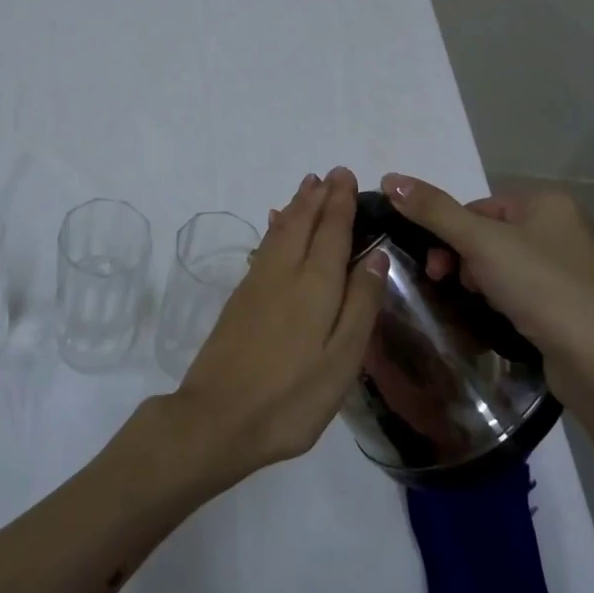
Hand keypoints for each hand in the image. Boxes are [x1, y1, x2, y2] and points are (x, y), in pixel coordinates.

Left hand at [168, 167, 389, 483]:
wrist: (217, 418)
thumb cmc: (291, 397)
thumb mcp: (342, 360)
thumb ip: (361, 305)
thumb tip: (376, 254)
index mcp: (316, 285)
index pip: (332, 231)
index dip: (341, 203)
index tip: (347, 176)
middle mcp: (284, 273)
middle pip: (303, 223)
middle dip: (318, 197)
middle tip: (331, 174)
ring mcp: (257, 284)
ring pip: (280, 231)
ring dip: (296, 206)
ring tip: (307, 187)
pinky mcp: (240, 299)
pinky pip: (264, 247)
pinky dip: (275, 228)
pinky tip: (275, 226)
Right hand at [379, 174, 593, 407]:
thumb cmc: (539, 287)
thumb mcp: (478, 243)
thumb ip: (434, 210)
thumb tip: (389, 178)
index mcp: (548, 202)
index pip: (479, 207)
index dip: (451, 234)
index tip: (438, 267)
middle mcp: (567, 226)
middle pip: (492, 234)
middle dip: (466, 260)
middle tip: (451, 285)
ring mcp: (577, 266)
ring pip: (508, 264)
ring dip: (484, 281)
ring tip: (482, 305)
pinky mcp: (579, 301)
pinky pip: (529, 289)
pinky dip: (510, 299)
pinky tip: (505, 318)